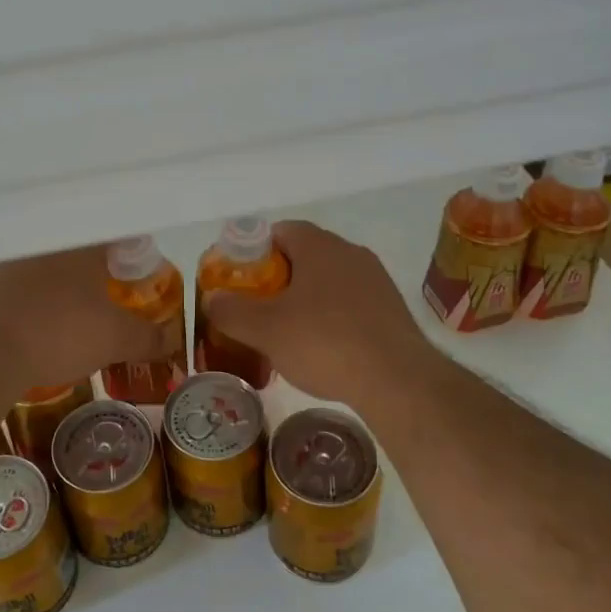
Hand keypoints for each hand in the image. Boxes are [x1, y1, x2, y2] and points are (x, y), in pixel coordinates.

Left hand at [0, 243, 157, 394]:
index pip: (114, 231)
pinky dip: (23, 294)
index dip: (129, 248)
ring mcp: (5, 256)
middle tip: (102, 290)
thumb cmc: (58, 333)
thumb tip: (172, 339)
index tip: (134, 267)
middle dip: (91, 264)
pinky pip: (10, 280)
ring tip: (63, 306)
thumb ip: (147, 337)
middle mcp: (43, 239)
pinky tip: (26, 317)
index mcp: (80, 243)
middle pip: (76, 245)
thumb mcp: (113, 340)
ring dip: (54, 277)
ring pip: (40, 260)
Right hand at [204, 220, 438, 408]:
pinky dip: (331, 318)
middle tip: (257, 307)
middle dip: (278, 278)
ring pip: (329, 281)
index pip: (281, 231)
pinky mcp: (392, 310)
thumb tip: (212, 299)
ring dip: (306, 299)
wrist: (398, 380)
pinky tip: (322, 349)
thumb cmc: (324, 342)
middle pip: (305, 255)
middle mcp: (351, 253)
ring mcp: (376, 281)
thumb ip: (231, 310)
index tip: (240, 278)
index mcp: (320, 246)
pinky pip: (351, 304)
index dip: (255, 251)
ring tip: (287, 333)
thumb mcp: (265, 329)